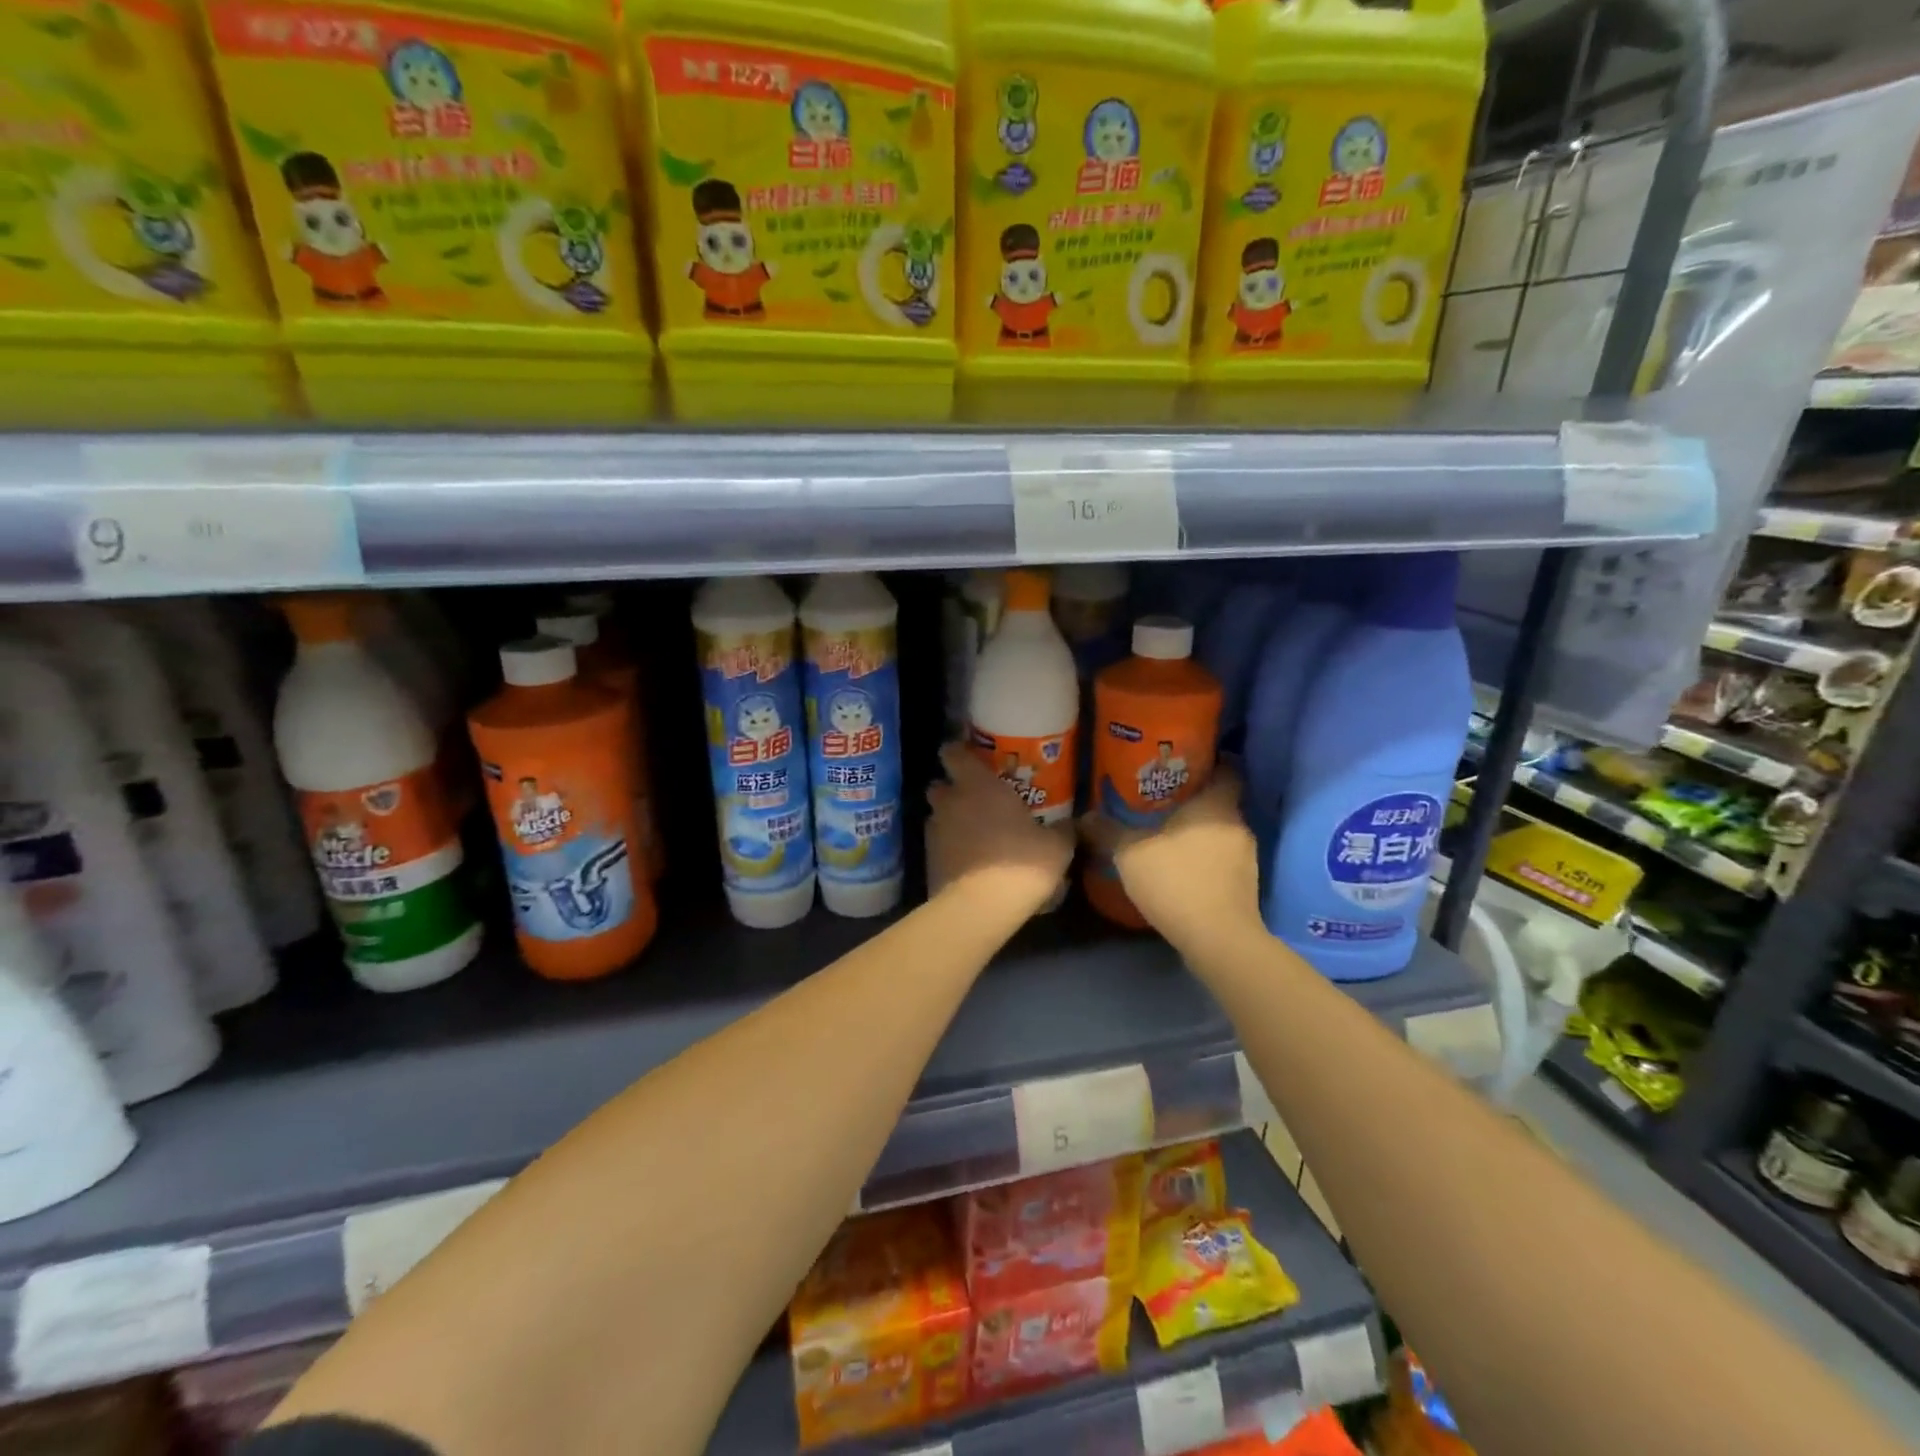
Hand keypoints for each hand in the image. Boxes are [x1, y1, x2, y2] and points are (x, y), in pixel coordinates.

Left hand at [926, 743, 1073, 914]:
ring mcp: (934, 832)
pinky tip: (969, 862)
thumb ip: (1062, 830)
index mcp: (978, 785)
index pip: (953, 753)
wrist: (980, 908)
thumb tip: (1072, 823)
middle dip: (952, 790)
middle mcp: (950, 802)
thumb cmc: (1021, 863)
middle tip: (976, 800)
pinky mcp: (928, 861)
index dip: (958, 752)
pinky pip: (938, 845)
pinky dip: (949, 848)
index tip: (971, 758)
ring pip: (937, 816)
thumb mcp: (1056, 846)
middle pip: (940, 785)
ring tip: (974, 835)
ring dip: (950, 821)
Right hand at [1080, 770, 1260, 951]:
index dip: (1210, 763)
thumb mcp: (1130, 852)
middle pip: (1220, 802)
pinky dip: (1203, 859)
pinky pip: (1221, 860)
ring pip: (1220, 833)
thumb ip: (1108, 831)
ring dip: (1198, 833)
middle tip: (1161, 800)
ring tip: (1165, 835)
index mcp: (1217, 805)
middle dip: (1194, 801)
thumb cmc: (1176, 880)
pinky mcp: (1244, 886)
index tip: (1185, 764)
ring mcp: (1246, 858)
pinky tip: (1178, 868)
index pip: (1227, 770)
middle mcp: (1238, 825)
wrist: (1217, 939)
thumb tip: (1084, 816)